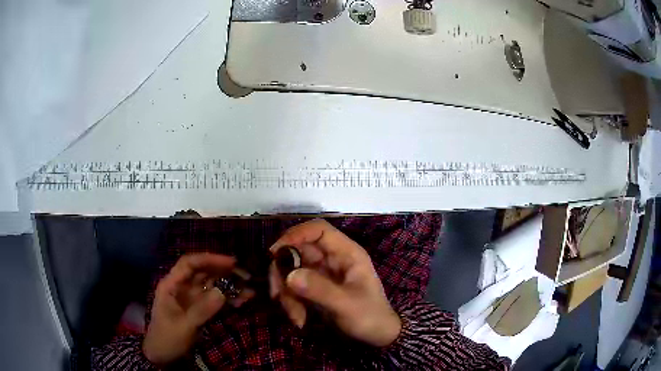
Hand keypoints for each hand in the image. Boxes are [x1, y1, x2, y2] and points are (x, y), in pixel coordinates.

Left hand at [143, 253, 250, 365]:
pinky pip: (214, 299)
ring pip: (210, 285)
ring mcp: (190, 298)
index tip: (231, 262)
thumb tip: (222, 293)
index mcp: (171, 285)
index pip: (189, 263)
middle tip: (245, 275)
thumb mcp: (184, 326)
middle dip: (223, 271)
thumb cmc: (168, 339)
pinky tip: (241, 301)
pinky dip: (227, 299)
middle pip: (202, 272)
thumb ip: (202, 310)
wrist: (162, 356)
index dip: (209, 259)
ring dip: (228, 286)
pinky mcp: (198, 309)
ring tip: (248, 290)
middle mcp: (181, 287)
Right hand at [269, 220, 401, 346]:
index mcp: (346, 253)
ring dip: (286, 294)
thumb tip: (289, 276)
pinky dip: (291, 302)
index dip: (295, 235)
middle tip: (276, 294)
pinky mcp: (314, 289)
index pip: (318, 230)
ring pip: (291, 272)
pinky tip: (299, 320)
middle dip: (283, 273)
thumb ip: (319, 289)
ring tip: (296, 317)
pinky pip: (293, 288)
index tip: (275, 253)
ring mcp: (322, 274)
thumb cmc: (369, 316)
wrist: (377, 337)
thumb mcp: (346, 305)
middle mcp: (331, 259)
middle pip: (297, 252)